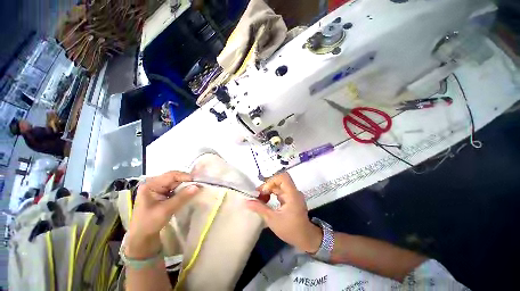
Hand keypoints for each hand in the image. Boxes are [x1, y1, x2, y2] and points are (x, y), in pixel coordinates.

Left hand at [126, 171, 198, 258]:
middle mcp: (154, 184)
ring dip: (185, 187)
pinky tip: (188, 195)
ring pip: (175, 184)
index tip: (197, 182)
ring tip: (194, 190)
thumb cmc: (149, 223)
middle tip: (197, 187)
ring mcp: (157, 190)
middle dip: (186, 182)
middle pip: (174, 178)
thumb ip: (182, 197)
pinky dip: (182, 191)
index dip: (185, 177)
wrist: (141, 238)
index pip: (171, 175)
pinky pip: (174, 189)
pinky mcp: (161, 195)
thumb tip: (197, 186)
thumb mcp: (166, 210)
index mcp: (151, 185)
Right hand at [245, 173, 321, 252]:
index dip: (271, 181)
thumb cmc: (290, 229)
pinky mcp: (290, 198)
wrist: (305, 238)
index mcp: (292, 194)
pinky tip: (265, 201)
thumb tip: (246, 202)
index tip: (263, 191)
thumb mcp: (273, 219)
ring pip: (278, 185)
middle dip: (267, 186)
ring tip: (259, 199)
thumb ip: (259, 208)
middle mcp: (293, 191)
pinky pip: (280, 191)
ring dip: (268, 190)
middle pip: (279, 181)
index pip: (282, 177)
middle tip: (257, 196)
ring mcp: (292, 194)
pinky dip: (271, 193)